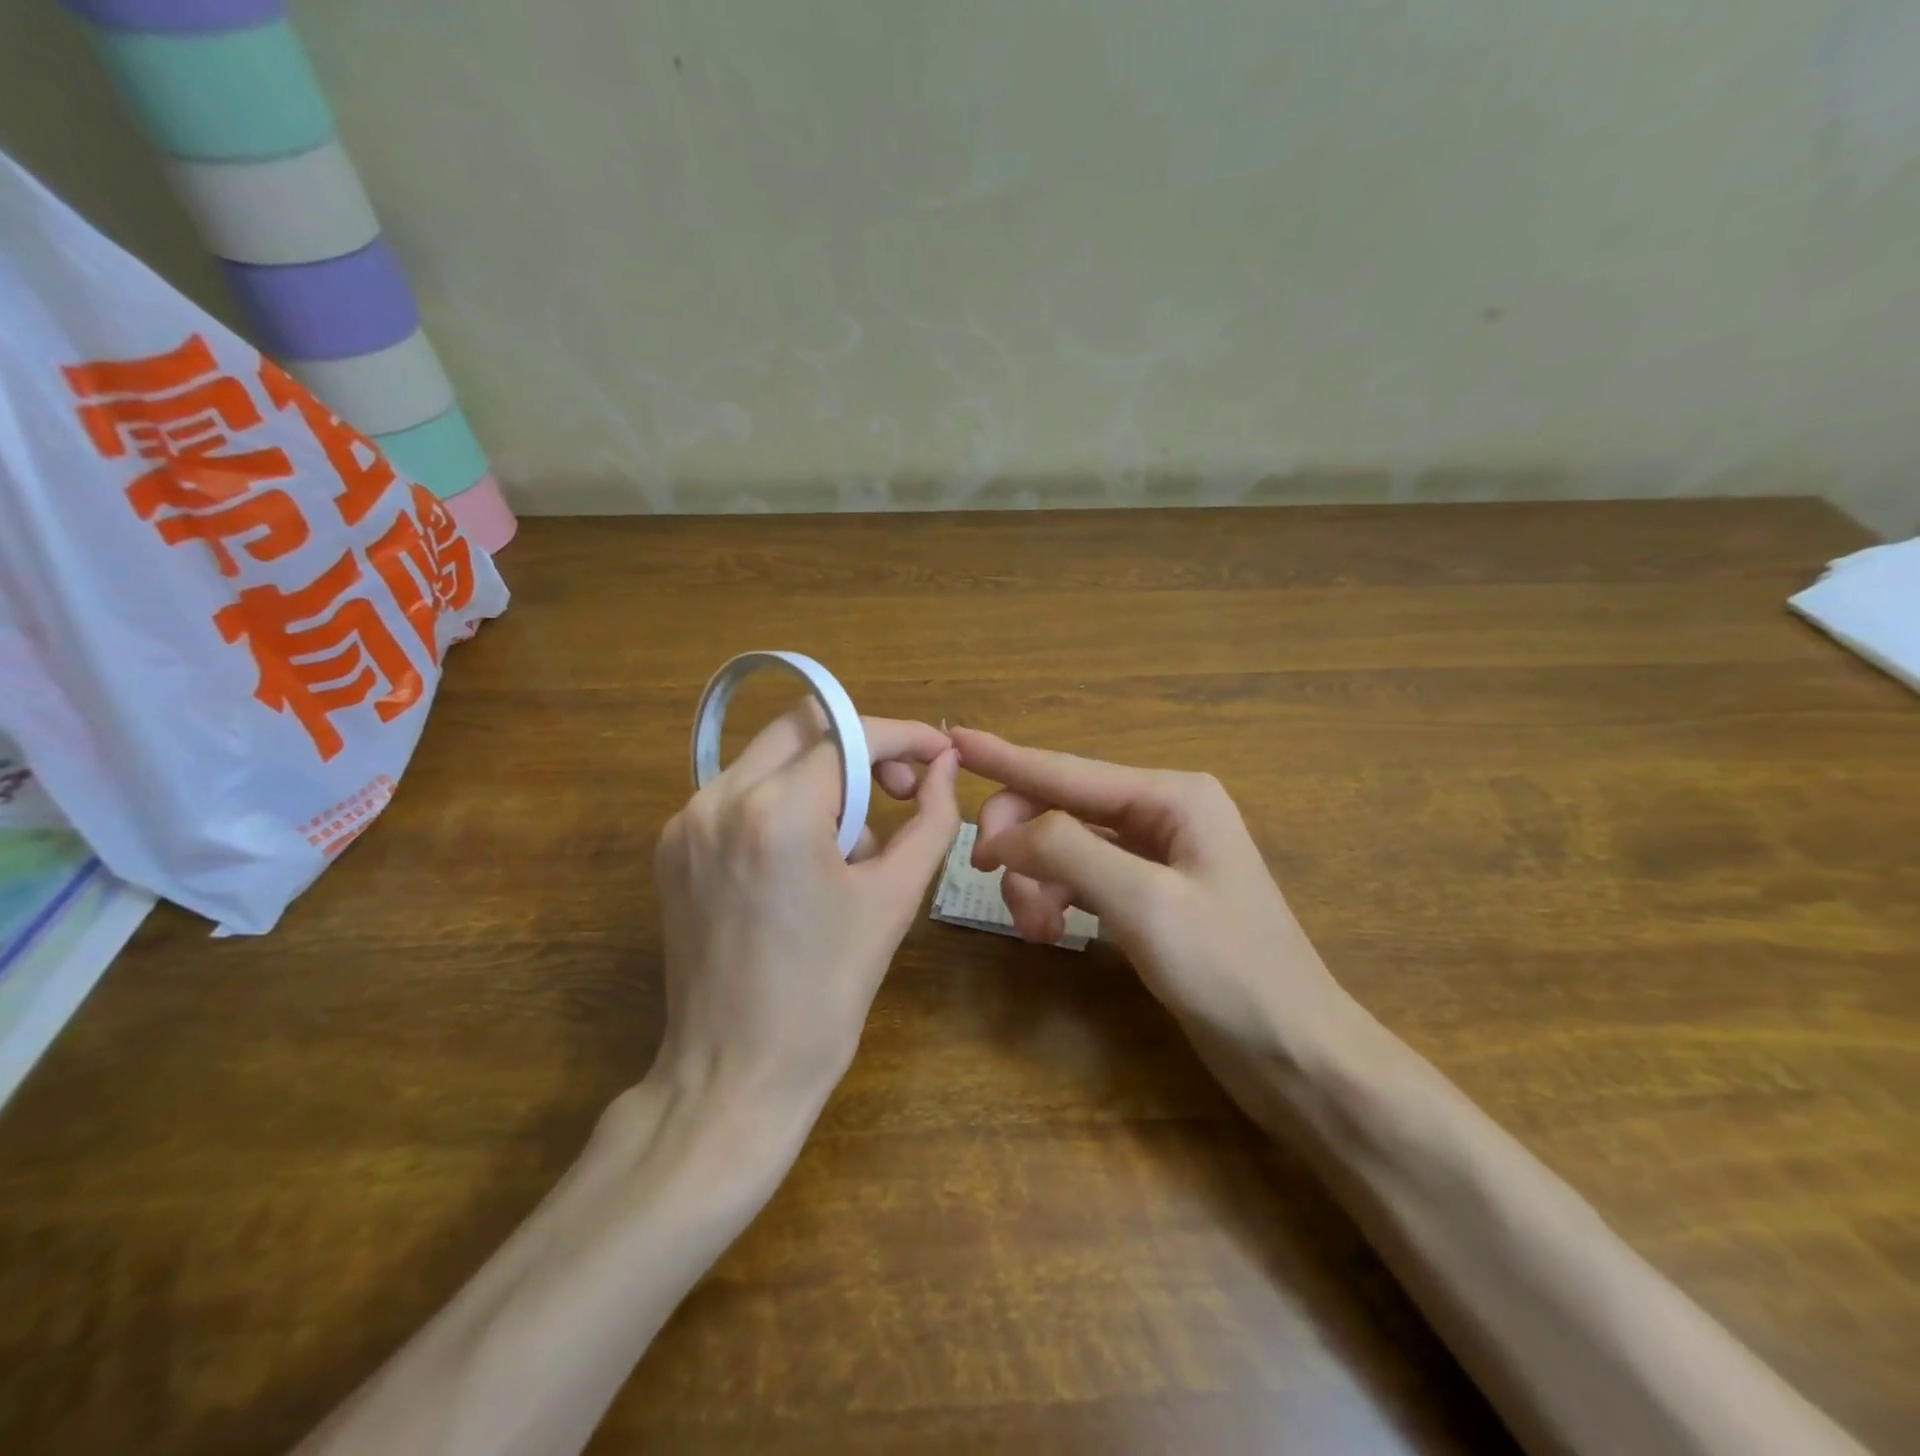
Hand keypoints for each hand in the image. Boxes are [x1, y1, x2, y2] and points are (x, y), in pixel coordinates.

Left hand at [651, 704, 959, 1118]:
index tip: (940, 754)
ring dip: (824, 779)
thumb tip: (948, 767)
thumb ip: (931, 819)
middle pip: (802, 726)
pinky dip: (785, 804)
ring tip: (852, 848)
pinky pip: (742, 794)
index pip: (850, 734)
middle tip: (900, 789)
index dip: (903, 736)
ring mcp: (687, 820)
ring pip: (770, 757)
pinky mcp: (673, 846)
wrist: (736, 1073)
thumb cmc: (828, 992)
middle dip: (861, 746)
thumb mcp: (894, 899)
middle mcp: (719, 798)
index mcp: (777, 811)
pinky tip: (806, 861)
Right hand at [952, 728, 1341, 1063]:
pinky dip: (1056, 900)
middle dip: (1020, 840)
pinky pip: (1082, 880)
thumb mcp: (1144, 903)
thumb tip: (1004, 832)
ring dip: (1036, 880)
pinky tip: (1050, 933)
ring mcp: (1156, 856)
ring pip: (1066, 847)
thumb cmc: (1229, 972)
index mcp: (1172, 797)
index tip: (954, 739)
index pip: (1067, 771)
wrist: (1295, 1054)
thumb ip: (1067, 852)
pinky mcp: (1148, 897)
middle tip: (986, 877)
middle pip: (1062, 808)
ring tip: (1032, 929)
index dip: (1006, 758)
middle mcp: (1162, 814)